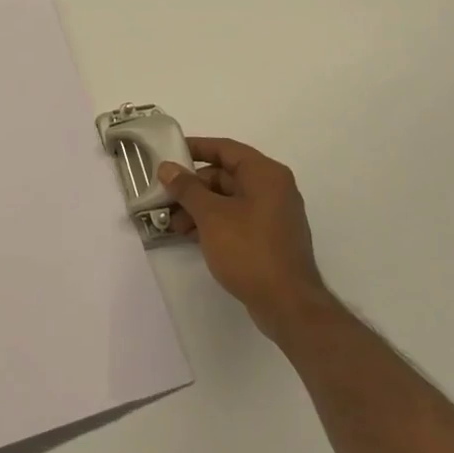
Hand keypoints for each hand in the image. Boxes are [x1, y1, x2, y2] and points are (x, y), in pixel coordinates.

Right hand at [159, 138, 329, 343]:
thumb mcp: (211, 216)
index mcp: (265, 174)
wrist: (288, 304)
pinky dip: (214, 222)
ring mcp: (273, 214)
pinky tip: (191, 236)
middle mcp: (273, 188)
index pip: (225, 149)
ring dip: (200, 207)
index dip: (196, 148)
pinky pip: (237, 219)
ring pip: (228, 199)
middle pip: (225, 175)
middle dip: (193, 186)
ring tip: (175, 225)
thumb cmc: (249, 250)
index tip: (169, 152)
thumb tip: (167, 167)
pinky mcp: (270, 238)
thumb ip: (187, 188)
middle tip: (165, 197)